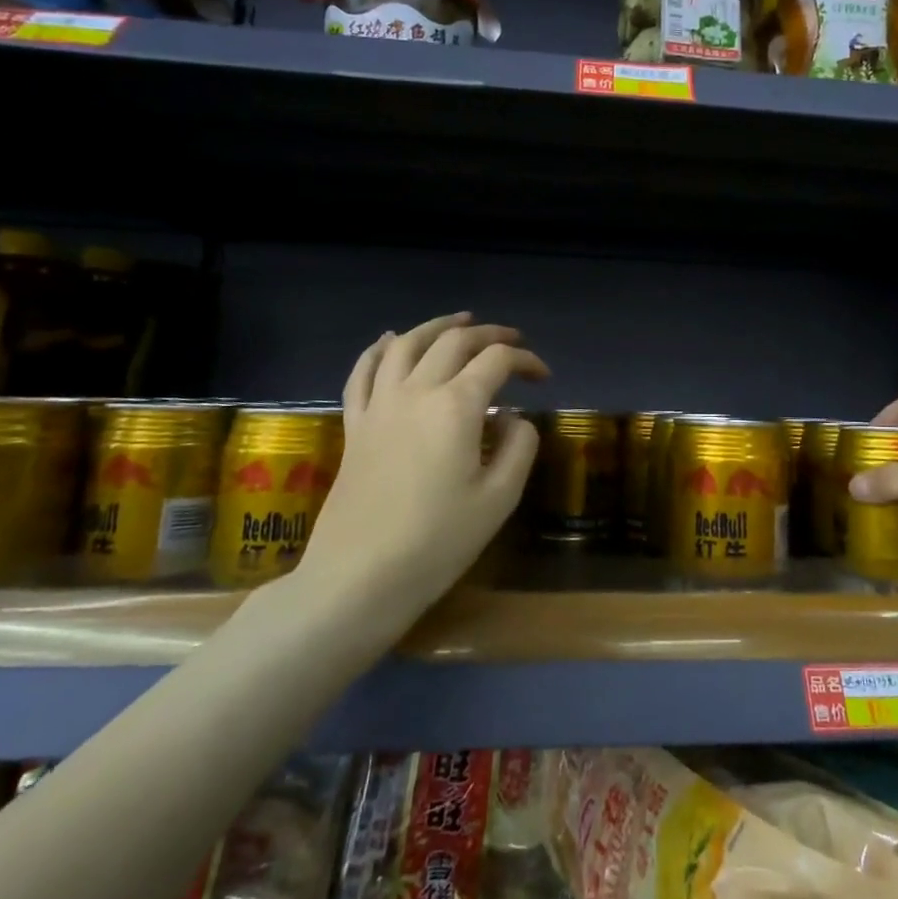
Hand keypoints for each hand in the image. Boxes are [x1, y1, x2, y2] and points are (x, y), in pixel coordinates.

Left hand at [302, 313, 546, 611]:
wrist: (358, 577)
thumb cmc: (437, 541)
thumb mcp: (499, 498)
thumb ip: (518, 446)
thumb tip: (511, 417)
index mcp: (456, 406)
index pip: (496, 361)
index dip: (525, 360)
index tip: (543, 377)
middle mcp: (416, 392)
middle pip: (453, 342)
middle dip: (488, 334)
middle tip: (512, 341)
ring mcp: (379, 405)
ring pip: (407, 345)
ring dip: (436, 326)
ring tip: (460, 321)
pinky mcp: (355, 425)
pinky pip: (363, 372)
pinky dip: (379, 349)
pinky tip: (390, 340)